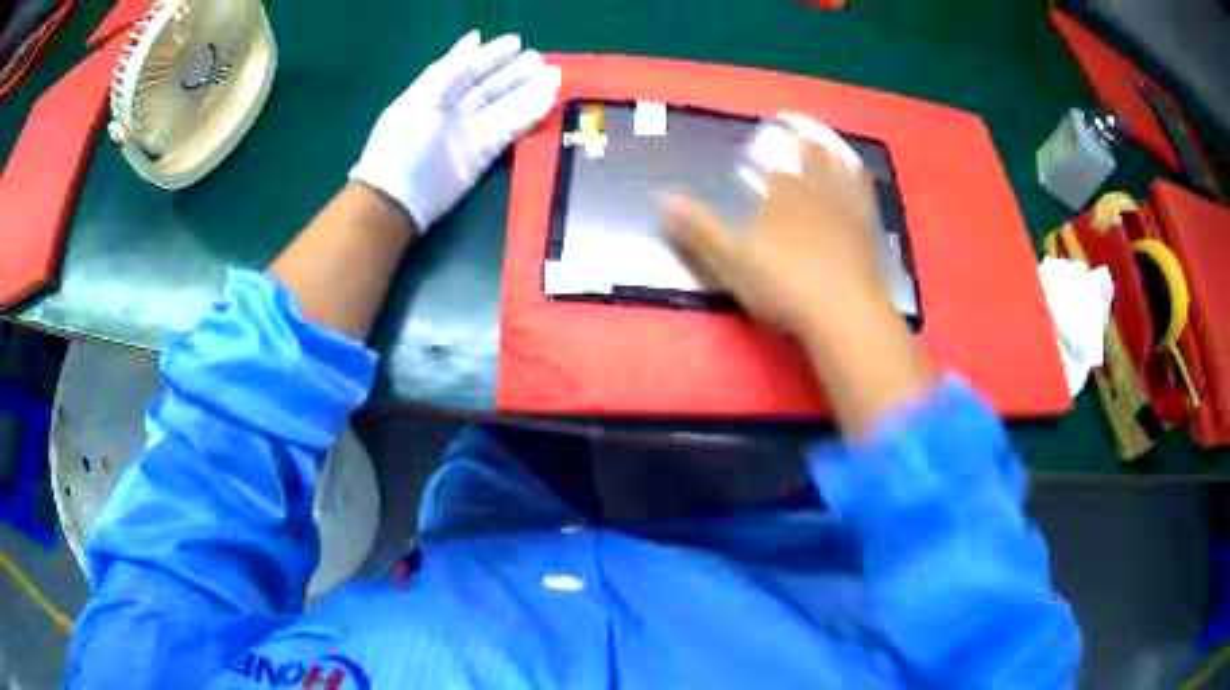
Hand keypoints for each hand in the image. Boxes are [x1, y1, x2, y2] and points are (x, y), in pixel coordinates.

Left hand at [350, 31, 561, 231]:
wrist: (397, 198)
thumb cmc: (402, 142)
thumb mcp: (423, 98)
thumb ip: (450, 69)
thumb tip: (474, 38)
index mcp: (436, 94)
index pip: (468, 70)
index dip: (491, 55)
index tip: (517, 43)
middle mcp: (454, 111)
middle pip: (490, 88)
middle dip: (515, 74)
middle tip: (542, 62)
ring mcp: (470, 133)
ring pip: (504, 108)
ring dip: (528, 93)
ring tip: (554, 78)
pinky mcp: (482, 156)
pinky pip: (509, 131)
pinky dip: (527, 117)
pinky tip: (546, 102)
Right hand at [662, 115, 929, 435]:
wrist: (844, 314)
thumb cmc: (784, 284)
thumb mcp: (730, 259)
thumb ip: (698, 228)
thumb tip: (662, 198)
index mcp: (783, 194)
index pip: (773, 162)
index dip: (765, 149)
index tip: (761, 134)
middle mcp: (817, 191)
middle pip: (810, 155)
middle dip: (801, 137)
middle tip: (794, 121)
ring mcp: (848, 209)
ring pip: (841, 167)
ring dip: (833, 148)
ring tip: (826, 137)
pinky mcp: (869, 231)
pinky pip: (865, 194)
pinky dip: (859, 178)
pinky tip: (858, 176)